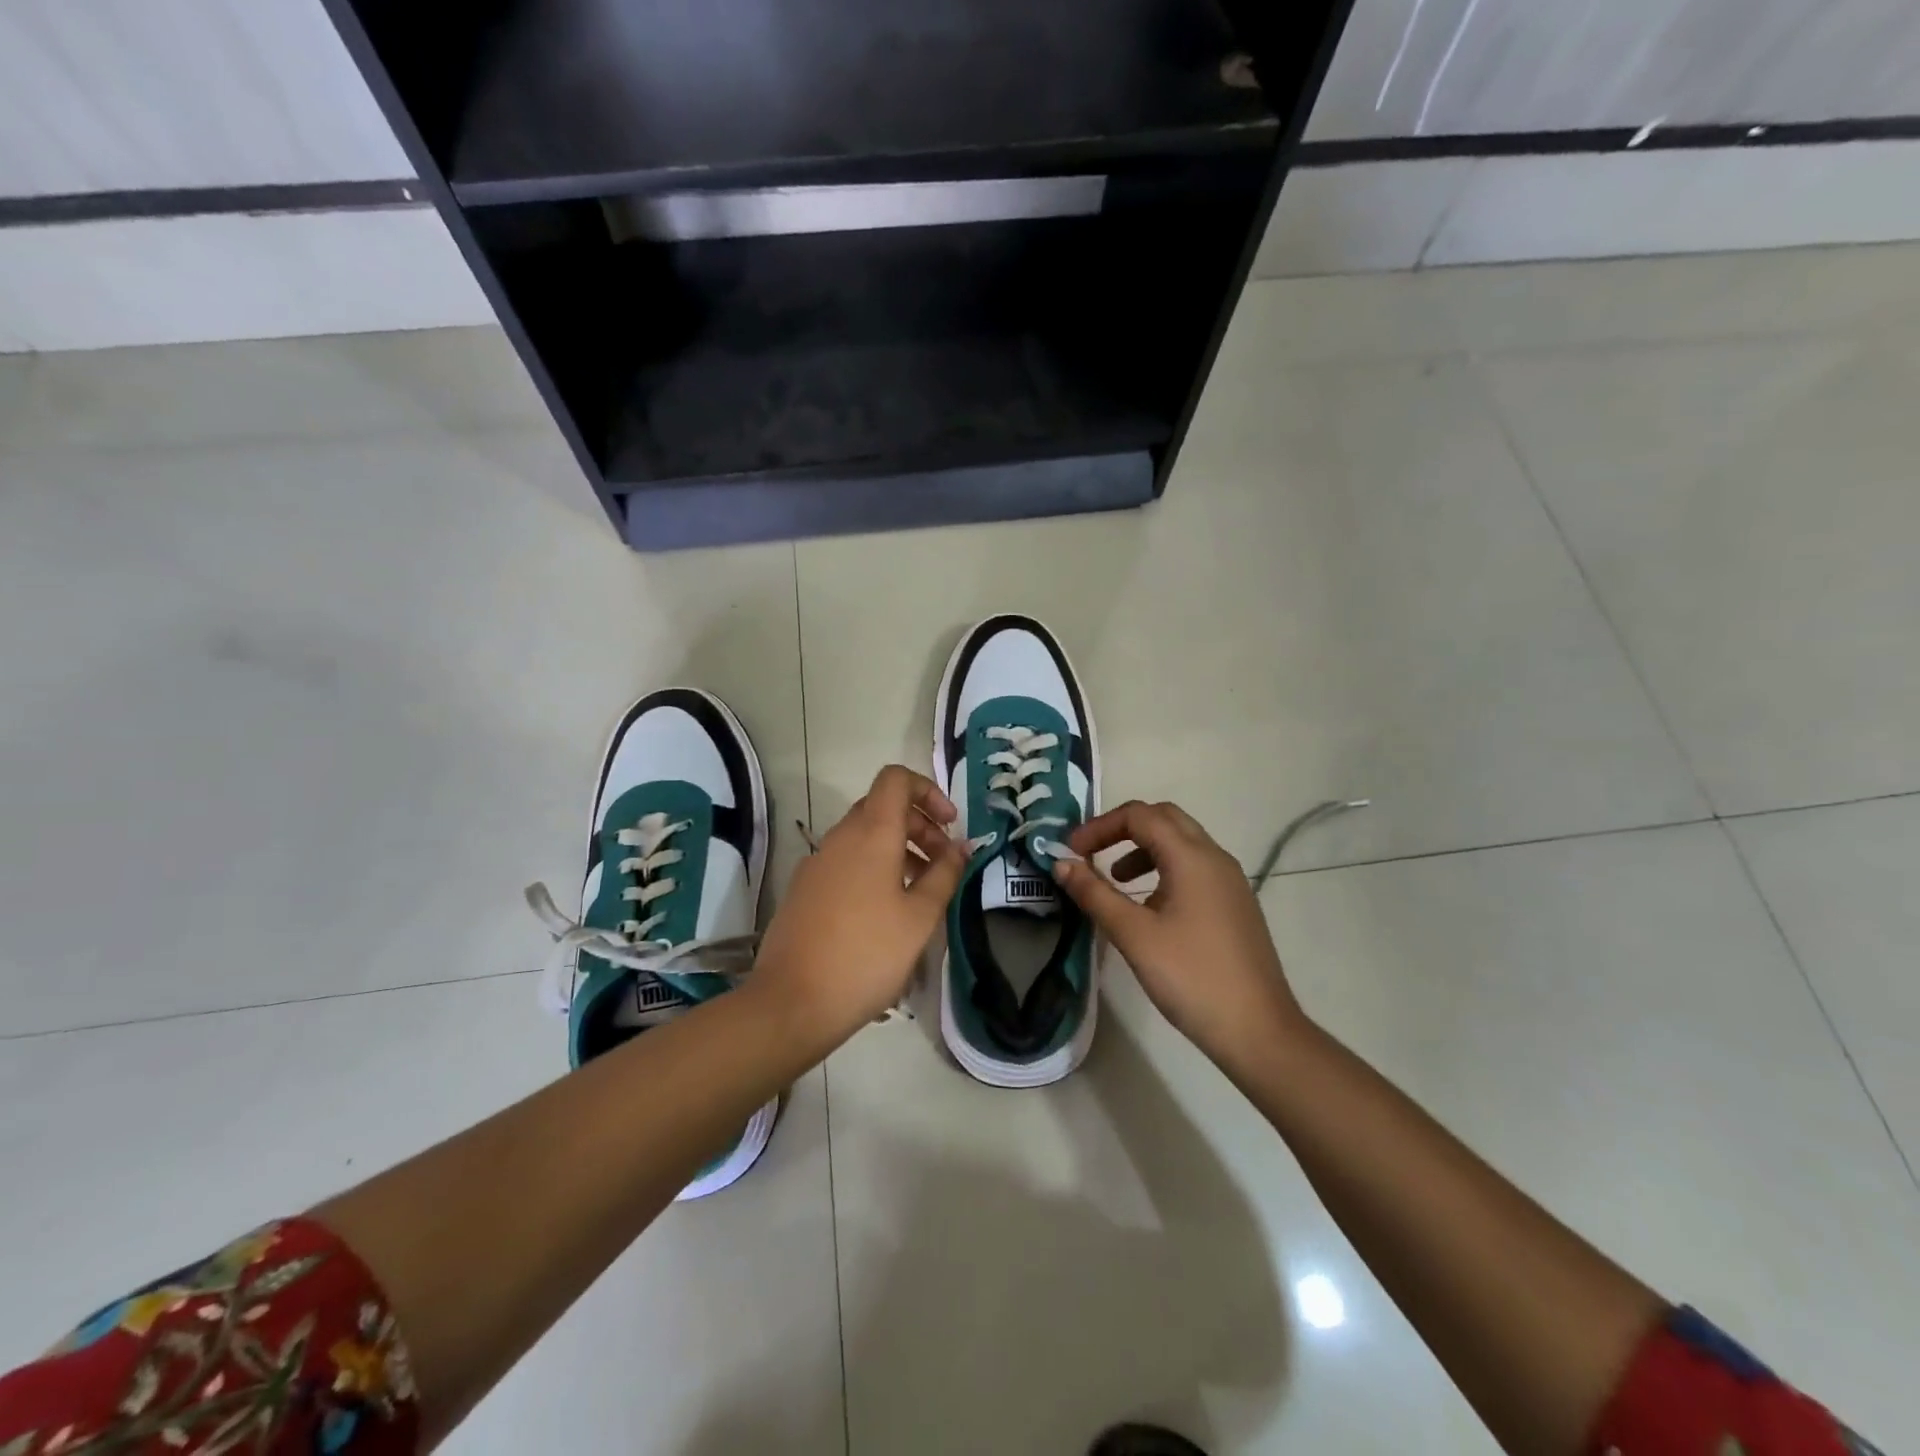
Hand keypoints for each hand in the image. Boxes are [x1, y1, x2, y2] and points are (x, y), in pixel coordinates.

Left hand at [752, 765, 967, 1047]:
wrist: (792, 1002)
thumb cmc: (867, 955)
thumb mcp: (920, 917)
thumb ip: (945, 874)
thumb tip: (960, 846)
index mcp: (871, 833)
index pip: (896, 778)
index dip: (928, 791)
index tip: (949, 825)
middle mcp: (840, 837)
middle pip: (882, 807)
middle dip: (919, 826)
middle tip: (943, 864)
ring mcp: (817, 862)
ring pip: (864, 836)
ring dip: (898, 850)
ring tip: (921, 892)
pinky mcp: (804, 889)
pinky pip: (846, 861)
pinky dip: (873, 868)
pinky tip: (886, 913)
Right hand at [1053, 801, 1306, 1070]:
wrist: (1258, 1031)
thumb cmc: (1191, 978)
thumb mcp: (1133, 935)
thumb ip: (1095, 894)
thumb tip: (1062, 863)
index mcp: (1192, 857)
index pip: (1140, 815)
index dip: (1100, 826)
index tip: (1072, 851)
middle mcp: (1215, 858)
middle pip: (1164, 818)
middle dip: (1123, 829)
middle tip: (1091, 853)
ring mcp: (1230, 881)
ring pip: (1182, 842)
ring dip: (1143, 849)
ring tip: (1116, 881)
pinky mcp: (1236, 904)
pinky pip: (1195, 867)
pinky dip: (1164, 869)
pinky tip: (1150, 907)